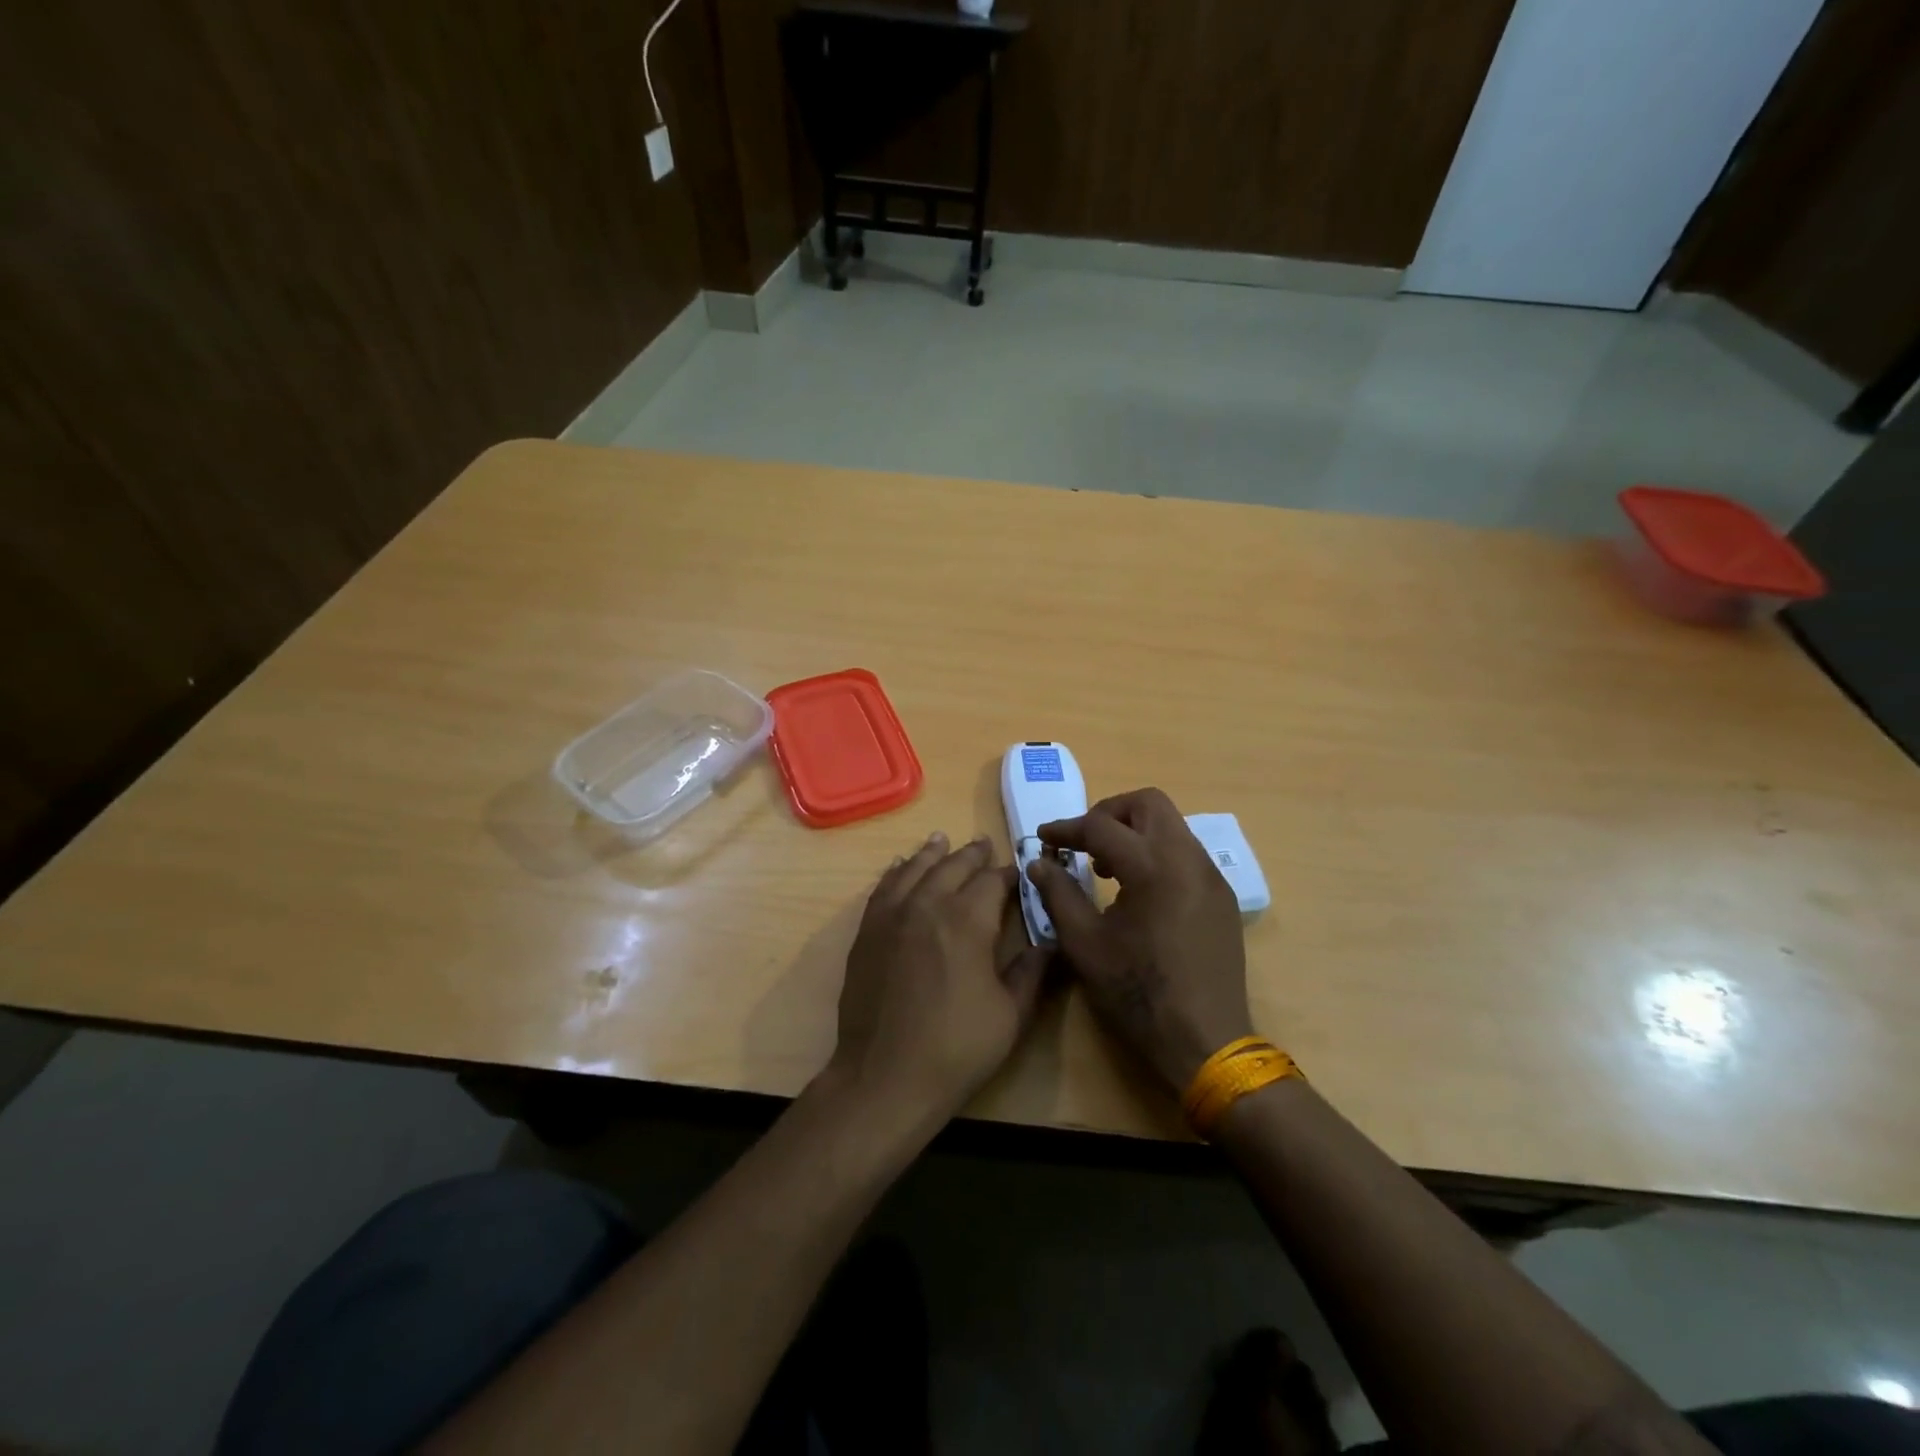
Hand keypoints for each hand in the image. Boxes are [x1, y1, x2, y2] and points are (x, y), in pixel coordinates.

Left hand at [829, 832, 1051, 1121]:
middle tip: (984, 845)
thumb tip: (1050, 941)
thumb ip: (1032, 971)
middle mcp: (927, 905)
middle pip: (952, 866)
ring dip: (932, 854)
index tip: (1019, 871)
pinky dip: (896, 872)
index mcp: (967, 920)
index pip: (992, 881)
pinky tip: (900, 867)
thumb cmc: (956, 1048)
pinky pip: (883, 888)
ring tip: (942, 839)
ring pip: (914, 869)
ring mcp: (892, 916)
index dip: (1008, 874)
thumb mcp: (1011, 1014)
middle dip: (972, 855)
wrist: (884, 1077)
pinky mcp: (867, 932)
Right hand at [1027, 788, 1251, 1093]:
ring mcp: (1211, 876)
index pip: (1102, 826)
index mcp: (1153, 867)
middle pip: (1148, 803)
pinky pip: (1186, 853)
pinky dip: (1157, 853)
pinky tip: (1139, 891)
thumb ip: (1058, 894)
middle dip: (1109, 814)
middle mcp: (1188, 859)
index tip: (1044, 838)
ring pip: (1171, 825)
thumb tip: (1038, 862)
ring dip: (1135, 832)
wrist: (1206, 1041)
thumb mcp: (1084, 944)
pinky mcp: (1221, 896)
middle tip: (1083, 842)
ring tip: (1108, 869)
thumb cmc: (1137, 993)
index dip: (1067, 829)